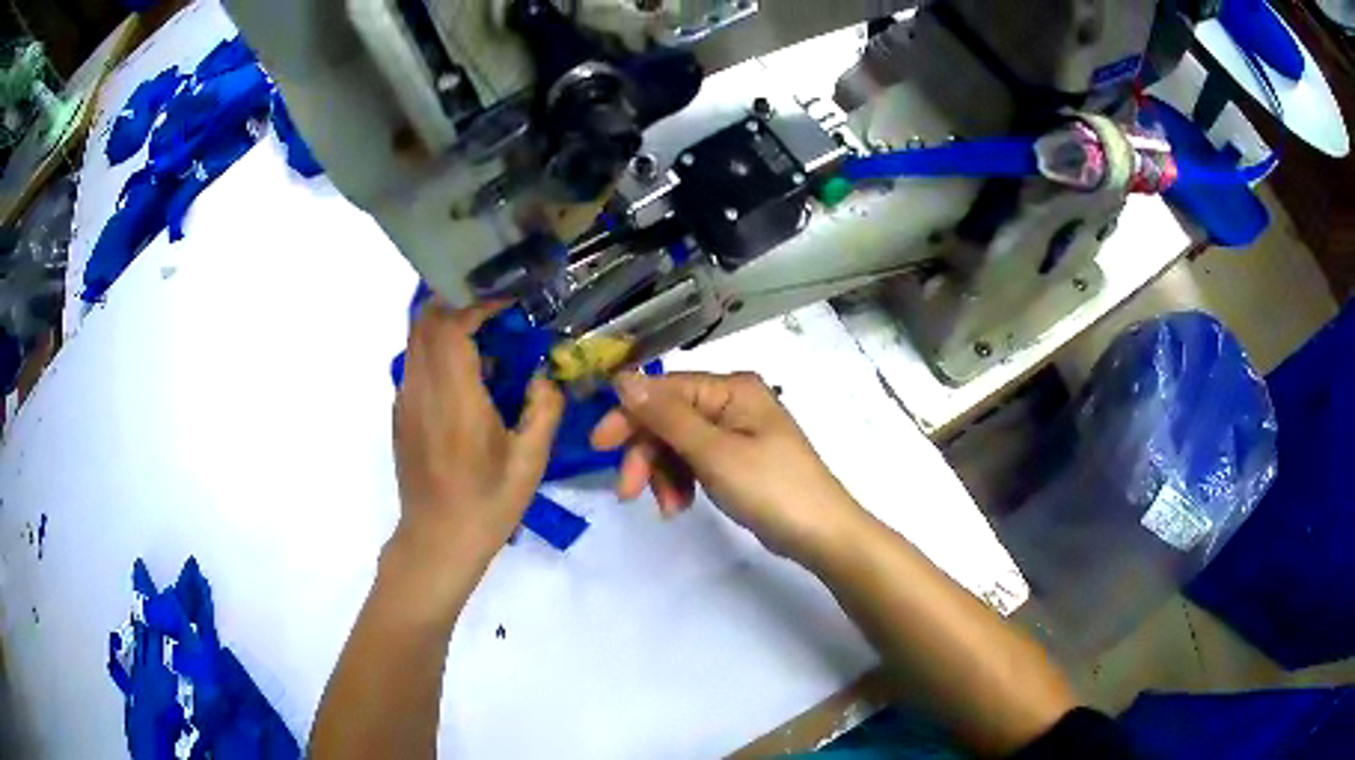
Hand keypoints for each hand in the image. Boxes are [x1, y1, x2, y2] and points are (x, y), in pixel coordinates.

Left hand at [391, 300, 564, 576]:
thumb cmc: (487, 504)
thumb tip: (543, 376)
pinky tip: (466, 373)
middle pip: (425, 320)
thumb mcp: (530, 462)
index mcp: (454, 399)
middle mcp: (422, 390)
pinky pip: (415, 362)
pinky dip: (437, 348)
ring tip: (483, 334)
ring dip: (445, 323)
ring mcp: (405, 400)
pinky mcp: (401, 413)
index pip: (451, 325)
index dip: (477, 303)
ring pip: (415, 338)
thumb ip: (544, 409)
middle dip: (458, 301)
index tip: (507, 301)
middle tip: (494, 307)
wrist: (437, 540)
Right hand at [591, 372, 866, 561]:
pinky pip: (696, 462)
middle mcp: (733, 402)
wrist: (821, 534)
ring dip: (664, 474)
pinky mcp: (738, 460)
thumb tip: (623, 378)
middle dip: (647, 454)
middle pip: (669, 418)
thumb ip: (667, 416)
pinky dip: (682, 482)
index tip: (598, 447)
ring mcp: (737, 432)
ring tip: (668, 508)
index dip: (629, 415)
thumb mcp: (714, 453)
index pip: (665, 390)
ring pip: (679, 444)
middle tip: (628, 492)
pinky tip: (680, 506)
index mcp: (732, 389)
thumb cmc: (770, 488)